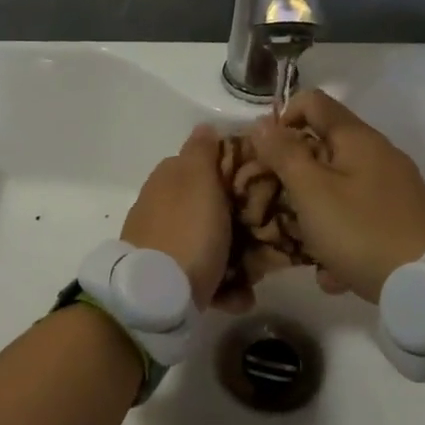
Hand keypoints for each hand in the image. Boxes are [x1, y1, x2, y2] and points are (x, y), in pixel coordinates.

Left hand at [121, 126, 250, 312]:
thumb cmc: (188, 232)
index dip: (239, 172)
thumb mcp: (199, 181)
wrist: (157, 297)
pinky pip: (205, 274)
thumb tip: (204, 126)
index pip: (209, 162)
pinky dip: (222, 285)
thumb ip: (203, 151)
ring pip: (213, 242)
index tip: (266, 187)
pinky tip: (236, 297)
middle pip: (214, 206)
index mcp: (170, 177)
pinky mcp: (169, 275)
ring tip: (254, 275)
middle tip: (265, 234)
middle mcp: (163, 205)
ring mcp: (164, 241)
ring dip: (237, 258)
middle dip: (241, 221)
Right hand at [249, 91, 424, 303]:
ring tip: (302, 242)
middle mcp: (380, 155)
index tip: (266, 154)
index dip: (283, 118)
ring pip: (340, 187)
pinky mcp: (402, 219)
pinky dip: (342, 236)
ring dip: (315, 210)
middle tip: (275, 200)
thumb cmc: (360, 230)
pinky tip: (333, 271)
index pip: (313, 101)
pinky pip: (359, 217)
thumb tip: (262, 123)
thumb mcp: (311, 191)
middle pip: (325, 146)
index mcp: (358, 138)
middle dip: (295, 172)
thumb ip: (284, 154)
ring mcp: (394, 188)